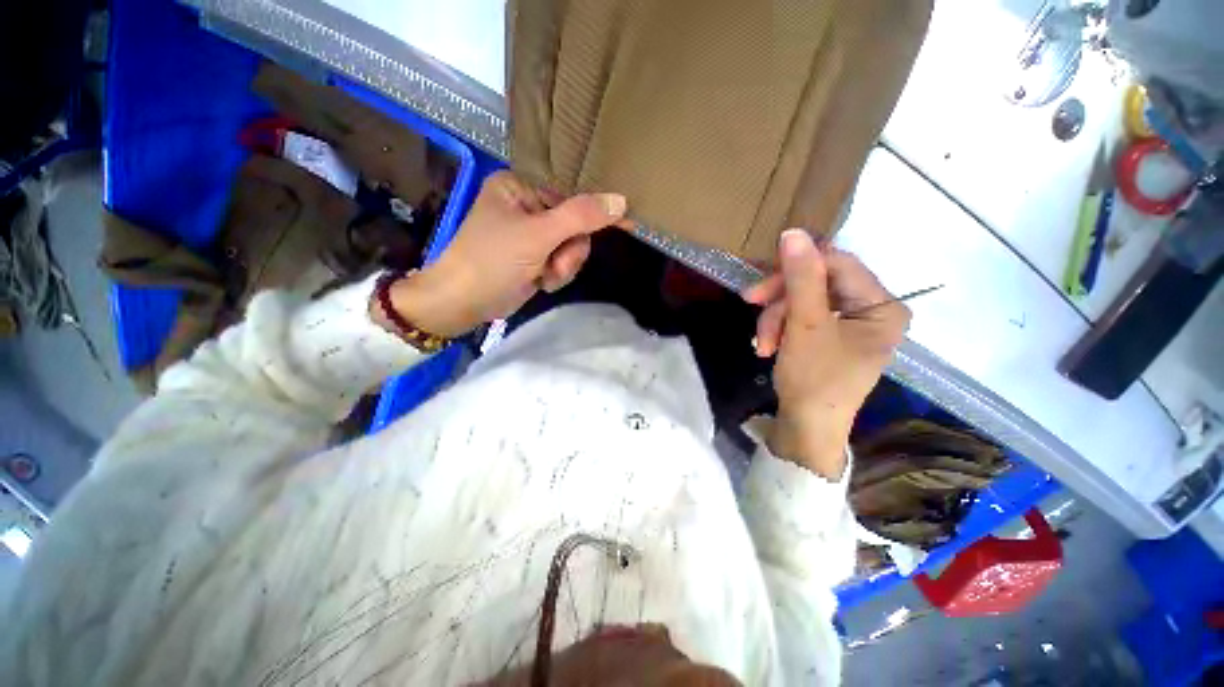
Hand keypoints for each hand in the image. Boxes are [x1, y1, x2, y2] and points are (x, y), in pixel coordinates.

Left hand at [375, 172, 626, 337]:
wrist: (463, 302)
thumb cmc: (493, 260)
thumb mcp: (538, 235)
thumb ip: (580, 217)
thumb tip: (620, 201)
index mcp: (520, 187)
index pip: (571, 195)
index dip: (594, 214)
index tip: (625, 225)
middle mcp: (526, 206)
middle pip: (574, 225)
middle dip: (569, 250)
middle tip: (554, 265)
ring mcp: (531, 235)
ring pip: (571, 247)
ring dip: (563, 266)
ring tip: (544, 276)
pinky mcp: (534, 258)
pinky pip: (562, 262)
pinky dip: (556, 275)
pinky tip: (540, 282)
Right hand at [742, 230, 909, 478]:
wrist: (806, 429)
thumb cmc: (814, 379)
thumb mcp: (806, 326)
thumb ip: (802, 277)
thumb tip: (793, 232)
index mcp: (883, 306)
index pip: (838, 263)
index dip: (797, 265)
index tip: (760, 278)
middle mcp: (872, 310)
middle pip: (818, 282)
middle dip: (781, 300)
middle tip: (750, 306)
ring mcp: (850, 325)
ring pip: (803, 300)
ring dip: (775, 318)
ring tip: (761, 345)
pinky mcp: (830, 337)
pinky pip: (801, 317)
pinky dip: (780, 328)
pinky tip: (767, 346)